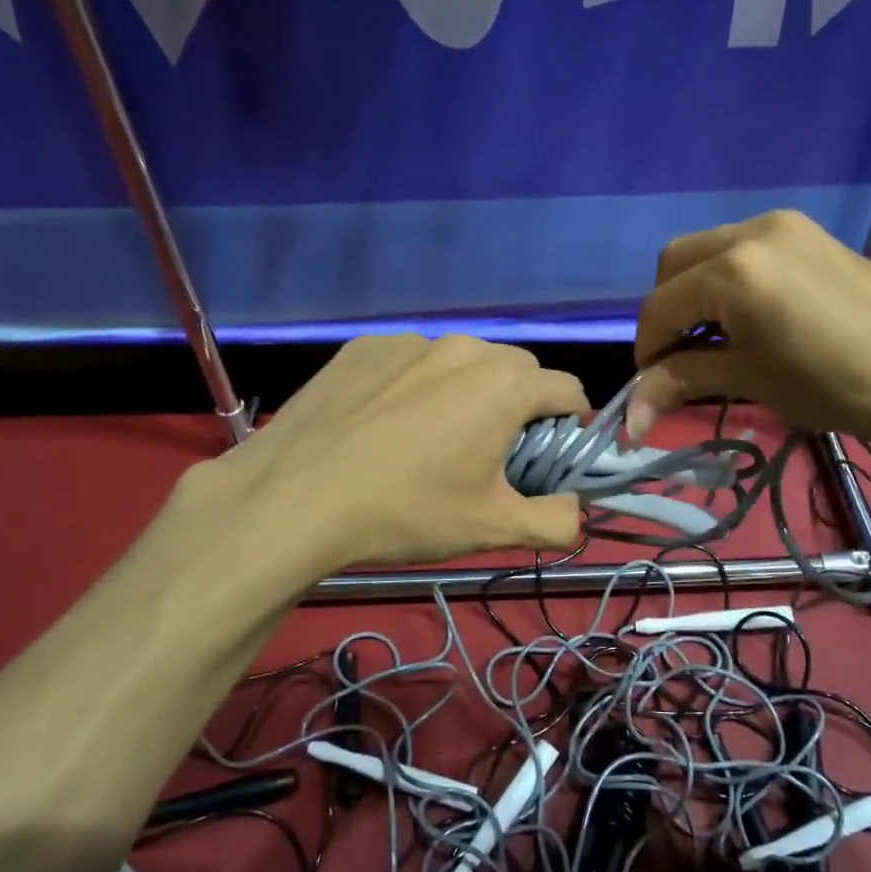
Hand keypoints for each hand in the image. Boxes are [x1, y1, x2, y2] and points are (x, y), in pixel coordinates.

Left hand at [179, 335, 589, 570]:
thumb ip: (556, 521)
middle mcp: (464, 348)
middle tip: (489, 452)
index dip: (569, 425)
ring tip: (431, 438)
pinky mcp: (364, 347)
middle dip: (518, 406)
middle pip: (517, 371)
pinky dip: (416, 385)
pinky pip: (411, 361)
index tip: (547, 457)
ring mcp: (410, 343)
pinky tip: (384, 424)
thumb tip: (576, 511)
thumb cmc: (406, 512)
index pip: (568, 389)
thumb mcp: (492, 528)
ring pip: (462, 362)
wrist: (294, 499)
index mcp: (505, 385)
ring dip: (466, 391)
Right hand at [627, 210, 870, 453]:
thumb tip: (628, 417)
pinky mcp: (810, 234)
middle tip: (679, 359)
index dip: (646, 350)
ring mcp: (785, 226)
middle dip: (665, 312)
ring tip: (715, 340)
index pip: (660, 307)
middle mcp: (751, 232)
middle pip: (675, 263)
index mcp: (733, 270)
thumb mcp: (752, 381)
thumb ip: (683, 381)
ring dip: (695, 293)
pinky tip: (750, 318)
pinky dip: (728, 280)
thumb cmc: (839, 385)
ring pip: (709, 251)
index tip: (651, 388)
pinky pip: (745, 249)